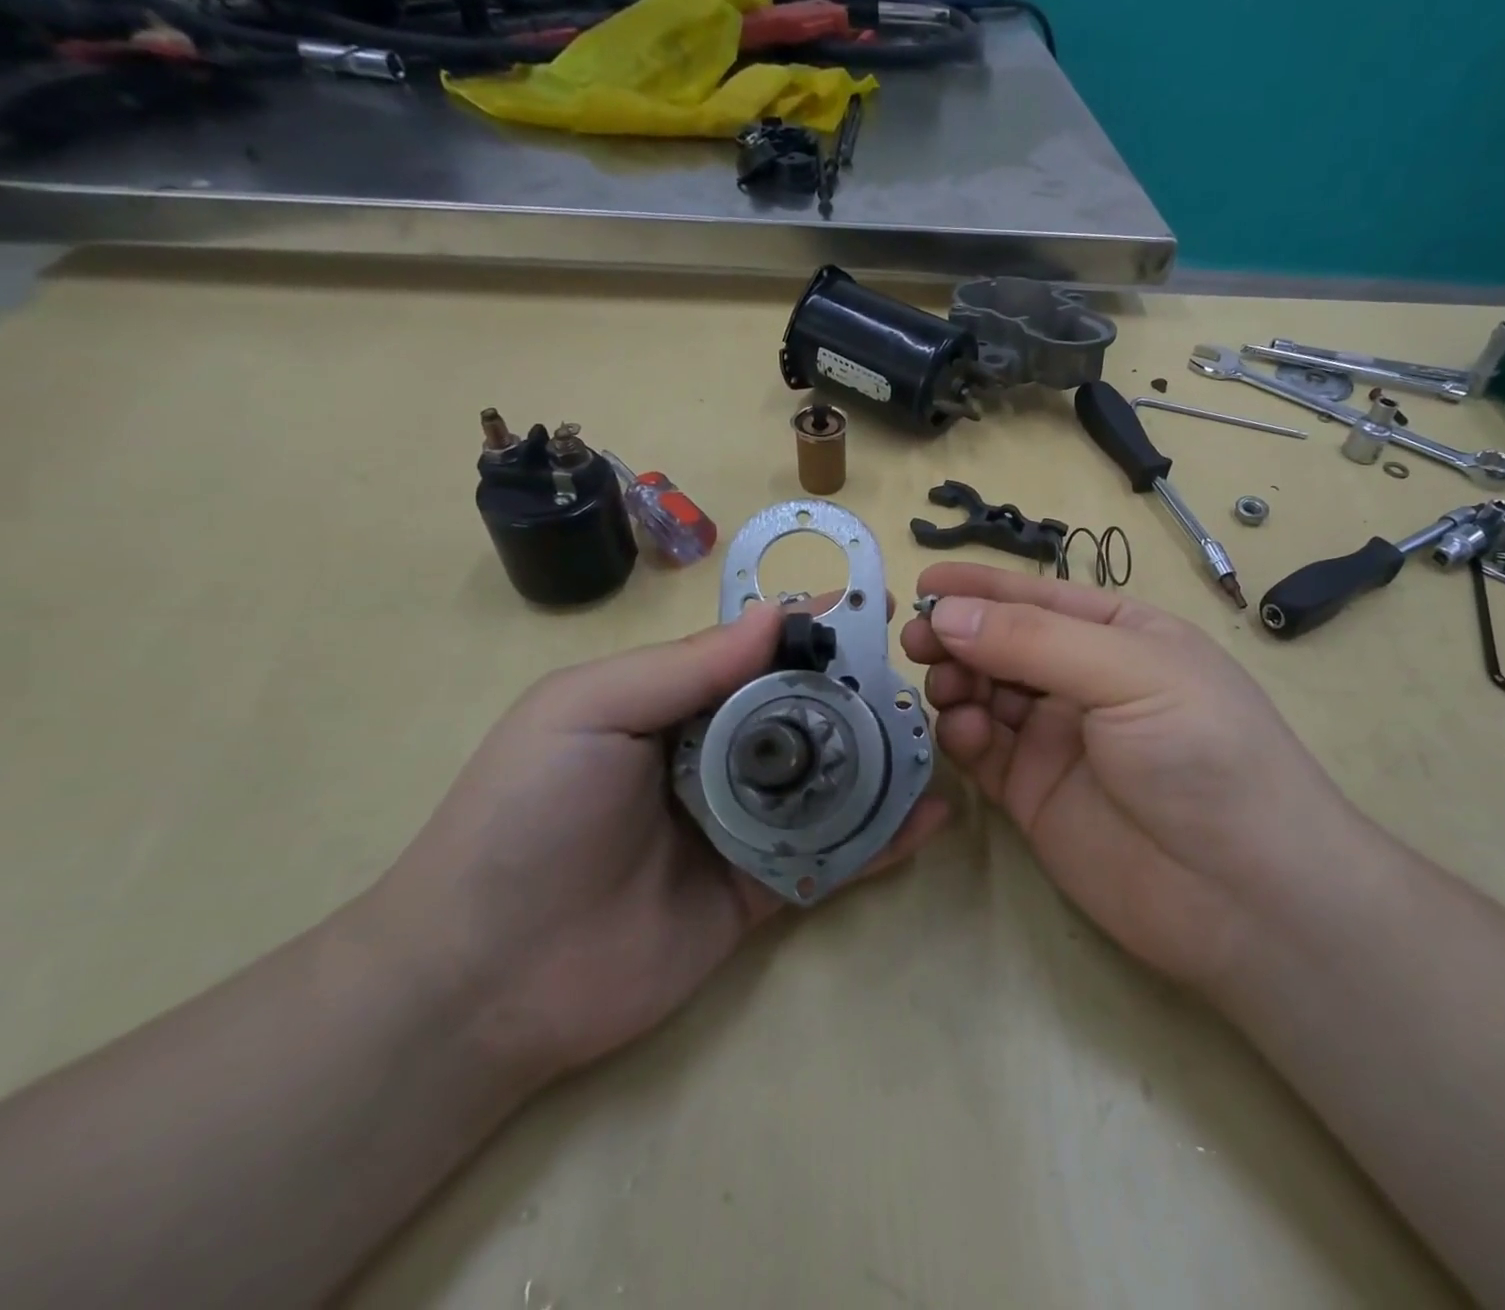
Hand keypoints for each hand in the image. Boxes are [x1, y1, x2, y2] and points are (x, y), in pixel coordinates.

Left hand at [365, 601, 947, 1085]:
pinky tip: (933, 813)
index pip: (760, 652)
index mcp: (678, 703)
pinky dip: (885, 836)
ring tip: (940, 735)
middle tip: (923, 674)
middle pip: (808, 712)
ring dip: (884, 757)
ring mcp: (747, 824)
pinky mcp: (765, 889)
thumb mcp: (589, 711)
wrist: (484, 979)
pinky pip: (836, 855)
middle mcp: (720, 756)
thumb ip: (686, 665)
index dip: (815, 627)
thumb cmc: (528, 817)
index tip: (875, 605)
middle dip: (863, 690)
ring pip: (832, 780)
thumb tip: (777, 616)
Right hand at [902, 563, 1371, 994]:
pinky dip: (964, 735)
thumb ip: (1033, 640)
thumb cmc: (1203, 752)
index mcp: (1119, 636)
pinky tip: (964, 732)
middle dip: (960, 636)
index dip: (982, 588)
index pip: (1038, 598)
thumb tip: (946, 613)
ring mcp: (1057, 739)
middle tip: (918, 641)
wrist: (1243, 895)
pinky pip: (984, 751)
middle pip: (1004, 644)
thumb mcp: (1129, 672)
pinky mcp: (1034, 793)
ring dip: (958, 682)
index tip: (925, 583)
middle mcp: (1084, 681)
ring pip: (986, 695)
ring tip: (945, 686)